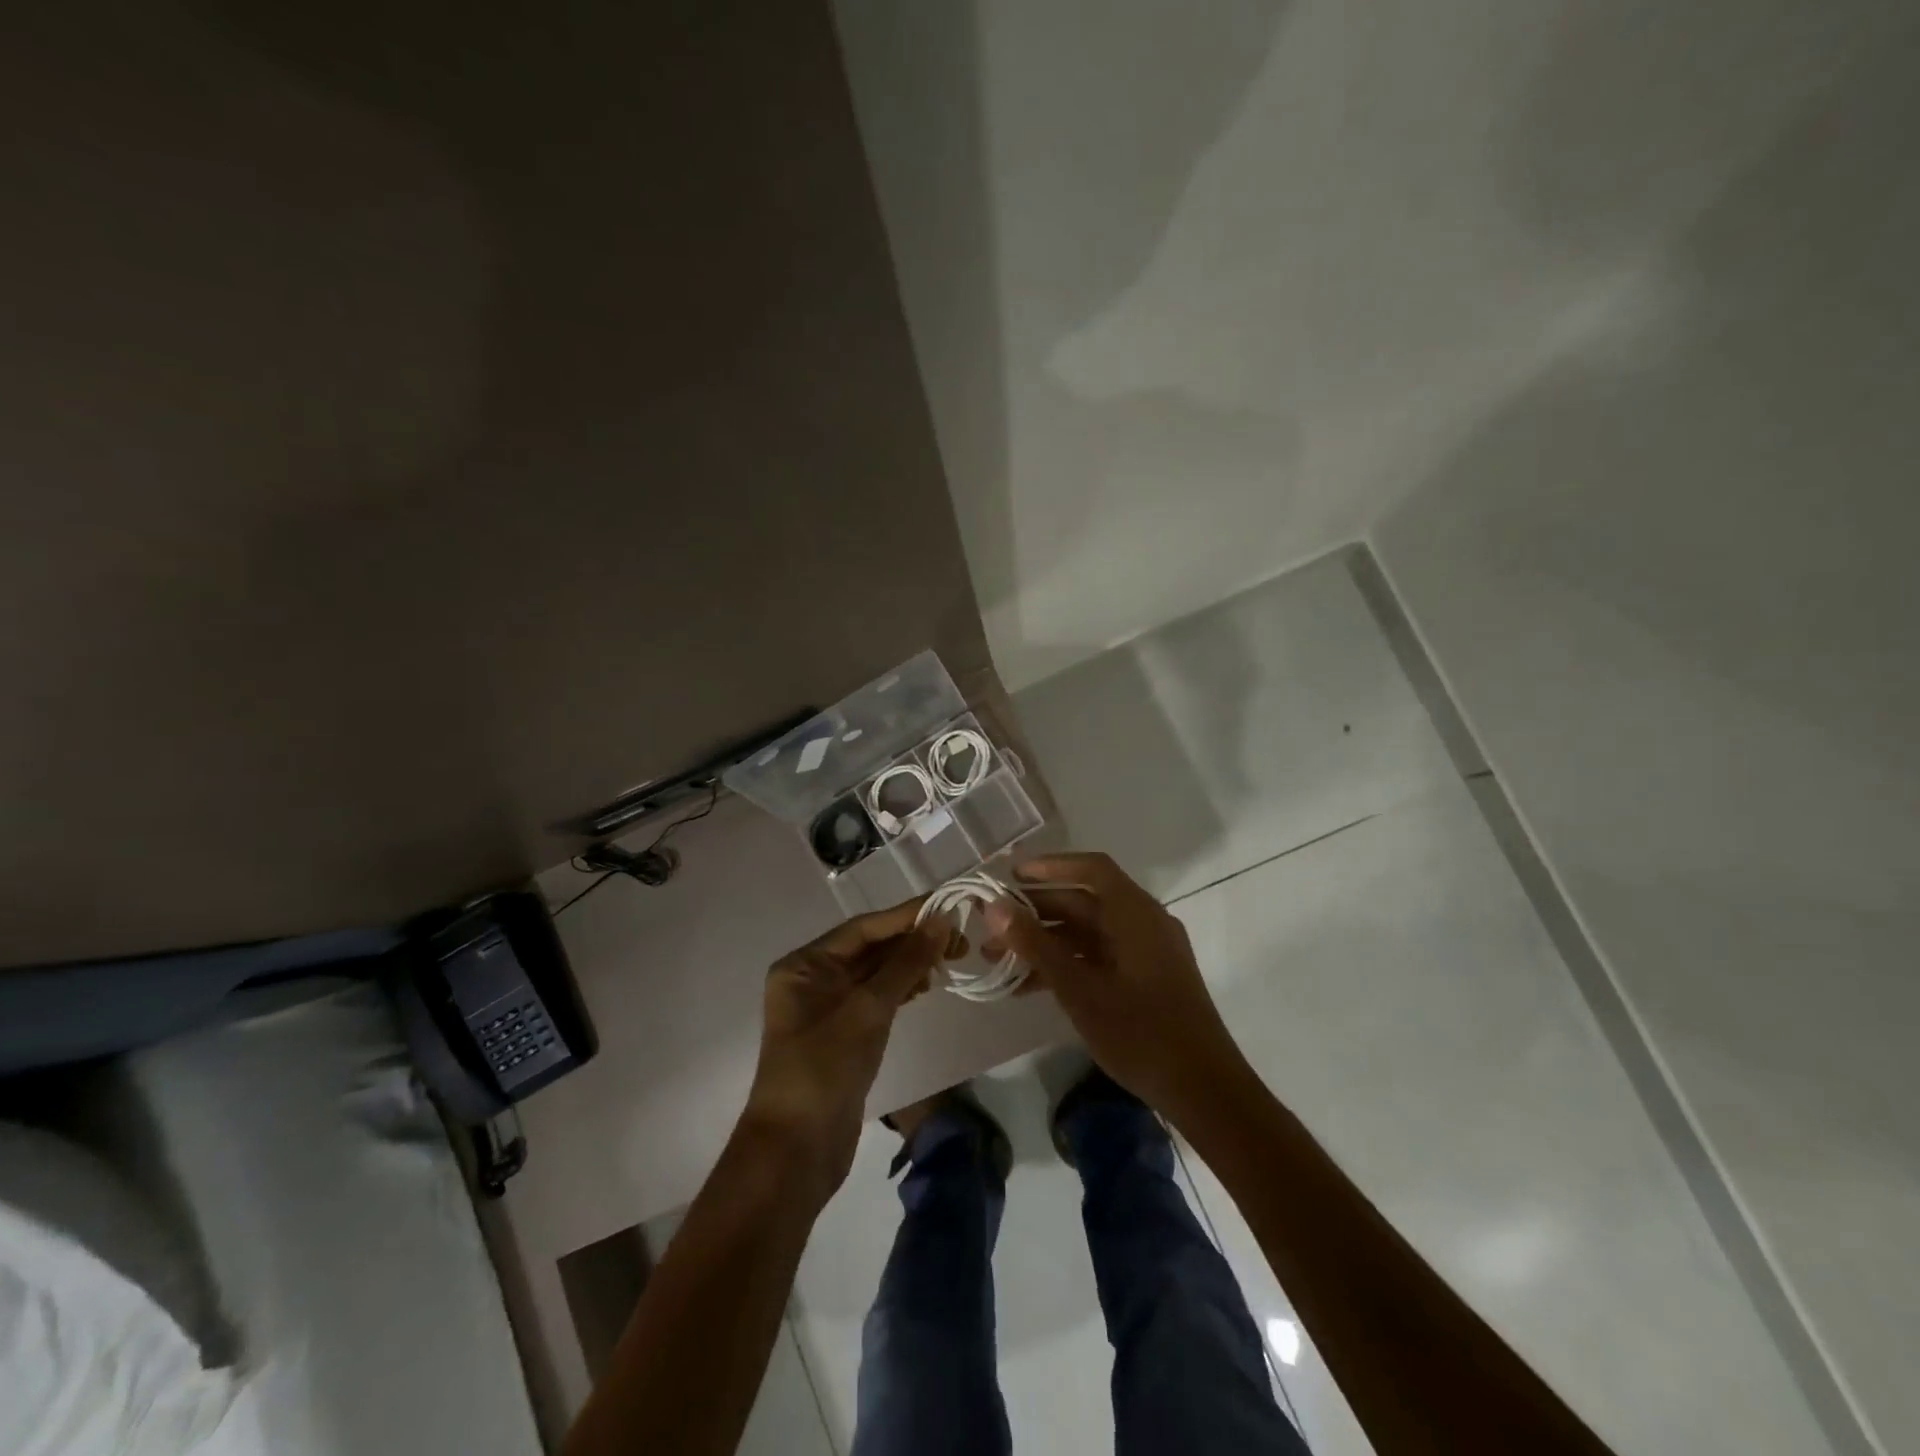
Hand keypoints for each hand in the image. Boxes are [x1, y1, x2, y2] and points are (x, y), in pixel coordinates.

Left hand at [739, 901, 945, 1203]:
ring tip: (951, 959)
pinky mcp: (844, 1036)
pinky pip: (877, 999)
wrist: (797, 1153)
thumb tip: (941, 920)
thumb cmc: (825, 1068)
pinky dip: (902, 990)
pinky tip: (928, 986)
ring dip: (911, 964)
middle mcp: (812, 980)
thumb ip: (906, 962)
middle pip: (870, 948)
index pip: (863, 928)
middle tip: (960, 938)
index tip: (948, 906)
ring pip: (876, 974)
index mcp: (804, 965)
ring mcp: (827, 1009)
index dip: (906, 916)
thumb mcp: (868, 1009)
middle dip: (912, 941)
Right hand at [985, 852, 1248, 1123]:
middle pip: (1084, 902)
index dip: (1050, 866)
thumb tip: (994, 907)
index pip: (1091, 869)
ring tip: (999, 962)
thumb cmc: (1140, 1033)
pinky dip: (1066, 964)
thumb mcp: (1079, 989)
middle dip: (1035, 913)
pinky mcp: (1145, 978)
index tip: (1010, 877)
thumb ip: (1035, 945)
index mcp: (1135, 913)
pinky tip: (1030, 986)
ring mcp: (1146, 952)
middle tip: (991, 928)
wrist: (1204, 1091)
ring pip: (1087, 933)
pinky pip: (1099, 957)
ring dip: (1045, 943)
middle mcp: (1143, 923)